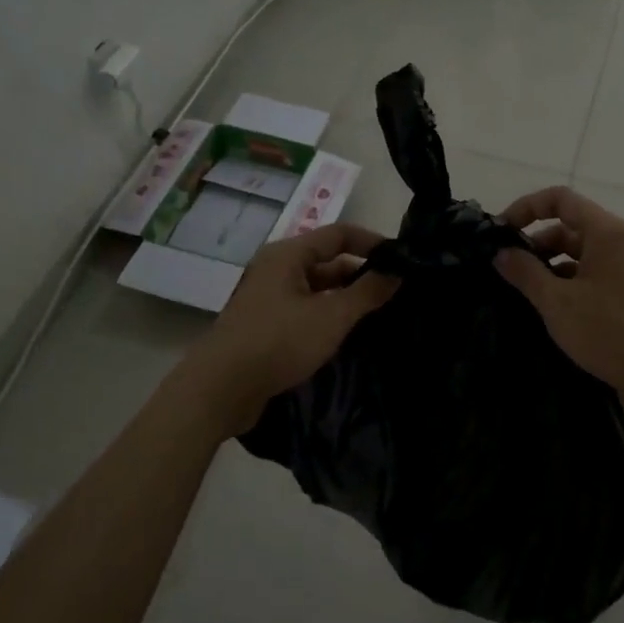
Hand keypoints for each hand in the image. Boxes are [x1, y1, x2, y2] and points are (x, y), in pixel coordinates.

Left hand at [186, 223, 398, 432]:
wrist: (221, 388)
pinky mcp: (265, 325)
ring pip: (316, 289)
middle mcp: (276, 269)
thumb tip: (398, 271)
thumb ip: (368, 292)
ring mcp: (268, 298)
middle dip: (361, 274)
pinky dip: (327, 315)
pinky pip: (304, 310)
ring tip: (379, 313)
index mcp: (288, 255)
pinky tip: (347, 334)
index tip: (402, 259)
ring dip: (345, 298)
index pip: (339, 234)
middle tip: (395, 291)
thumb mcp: (332, 316)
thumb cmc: (279, 342)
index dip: (372, 242)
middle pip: (327, 261)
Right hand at [493, 187, 623, 419]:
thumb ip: (525, 273)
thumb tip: (501, 252)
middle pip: (567, 225)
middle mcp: (615, 242)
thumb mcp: (558, 301)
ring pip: (575, 253)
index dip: (526, 207)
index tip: (500, 231)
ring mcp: (621, 268)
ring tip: (518, 290)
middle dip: (533, 241)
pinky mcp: (623, 293)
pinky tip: (543, 307)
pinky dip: (563, 283)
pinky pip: (586, 275)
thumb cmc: (610, 330)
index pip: (559, 199)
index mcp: (604, 231)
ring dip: (546, 266)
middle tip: (503, 267)